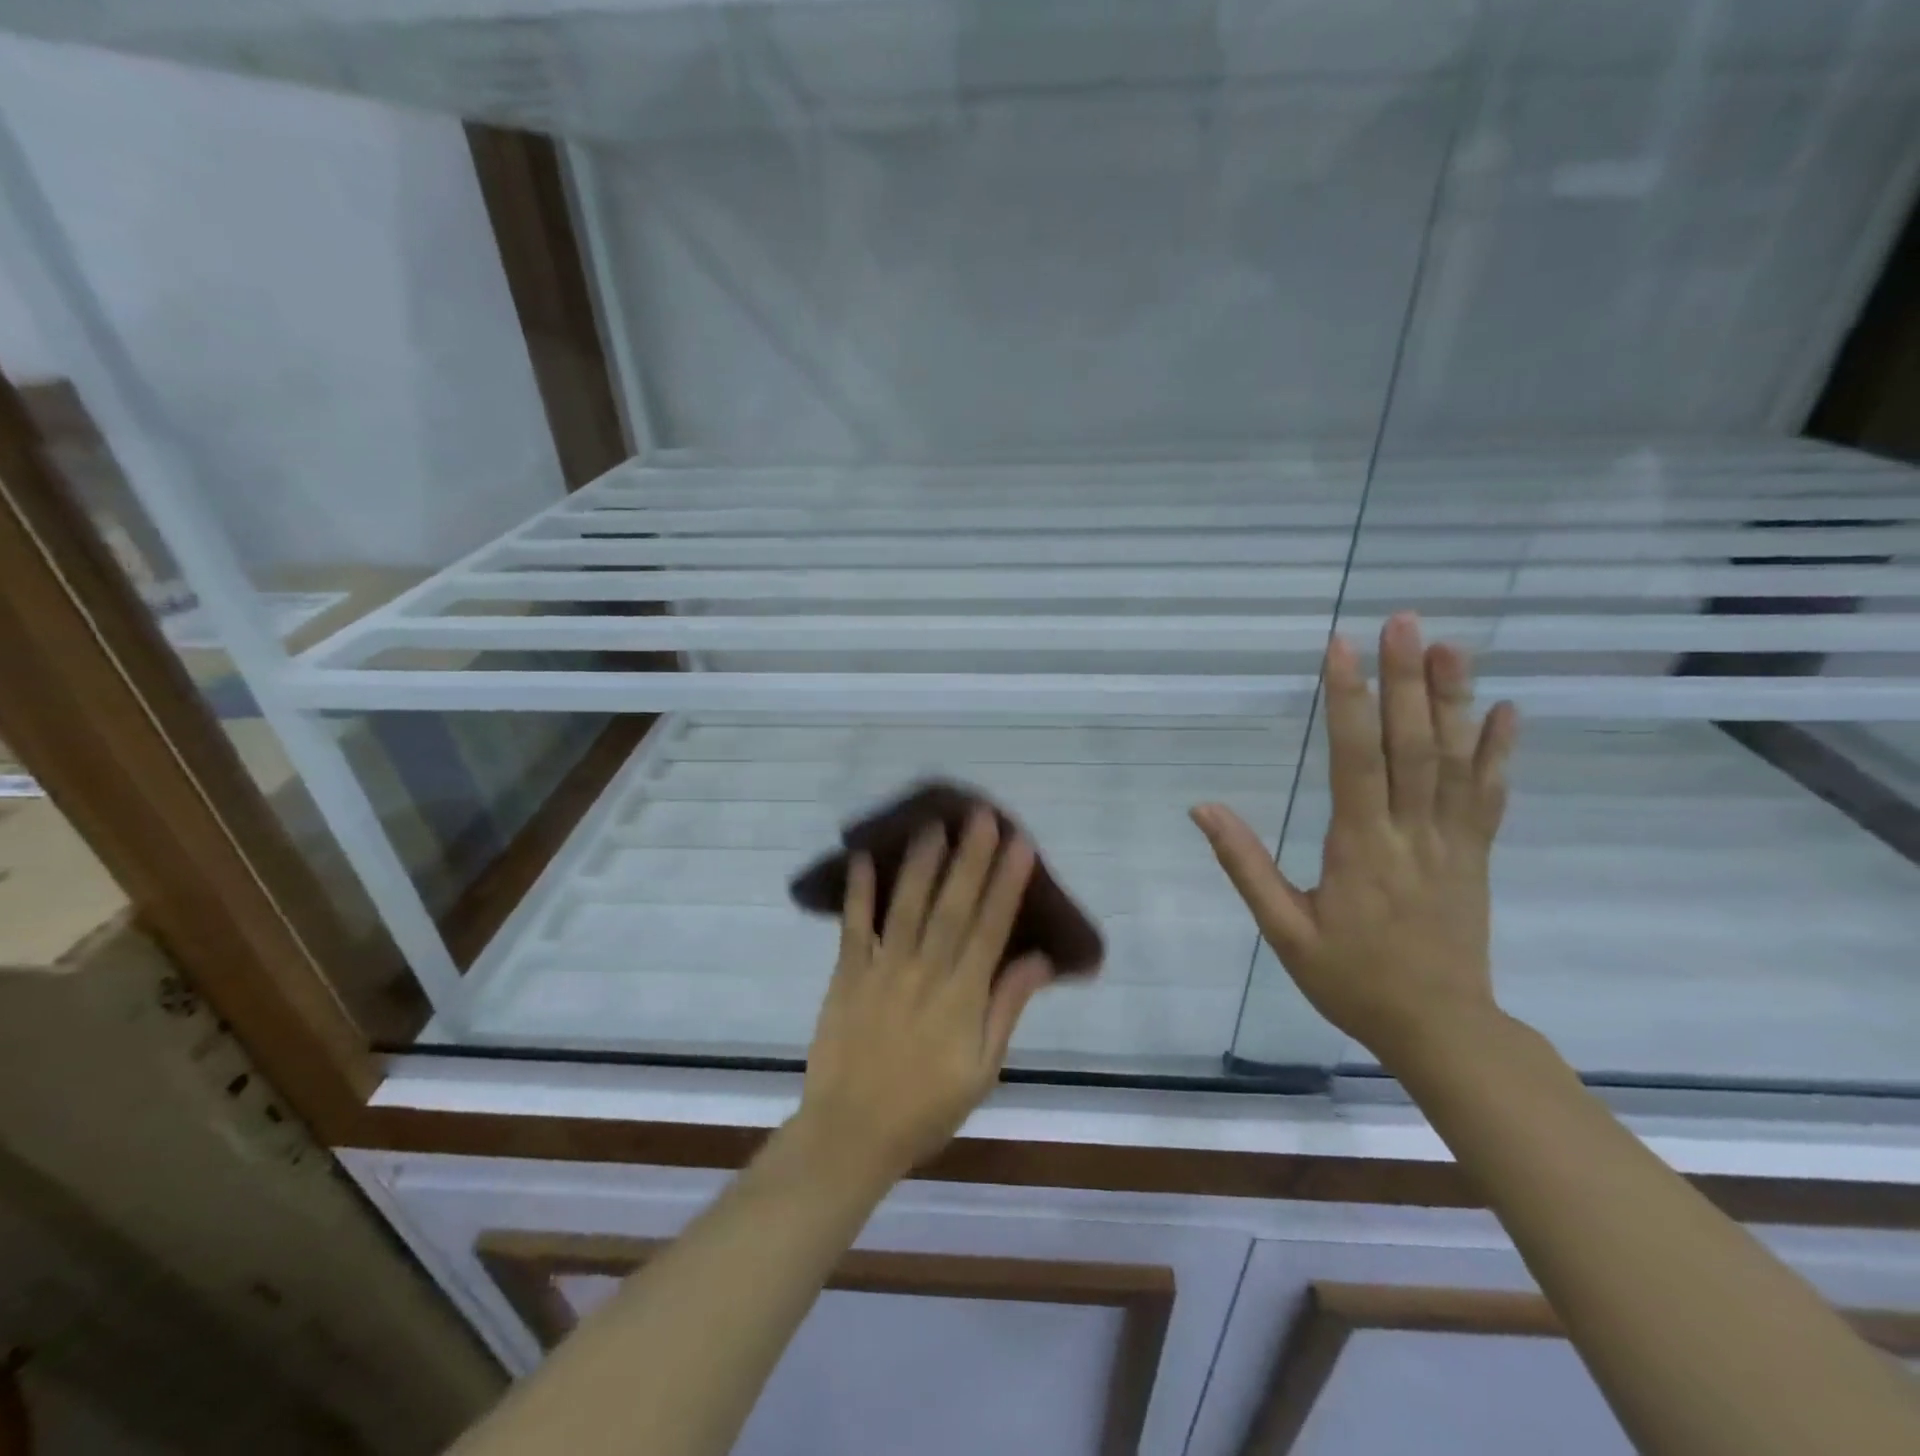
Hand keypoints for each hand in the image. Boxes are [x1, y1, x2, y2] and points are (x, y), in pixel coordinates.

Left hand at [796, 809, 1053, 1182]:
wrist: (852, 1134)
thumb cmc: (926, 1107)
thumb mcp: (982, 1069)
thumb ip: (1006, 1008)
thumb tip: (1041, 960)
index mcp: (962, 998)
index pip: (991, 929)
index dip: (1007, 885)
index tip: (1020, 844)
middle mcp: (925, 974)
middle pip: (953, 907)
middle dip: (970, 858)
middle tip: (982, 815)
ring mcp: (882, 971)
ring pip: (907, 907)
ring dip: (922, 864)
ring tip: (934, 824)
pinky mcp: (846, 975)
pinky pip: (854, 928)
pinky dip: (859, 892)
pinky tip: (864, 857)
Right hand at [1191, 612, 1518, 1068]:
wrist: (1441, 1028)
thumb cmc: (1351, 979)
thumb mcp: (1284, 931)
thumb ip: (1245, 865)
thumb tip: (1203, 809)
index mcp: (1360, 848)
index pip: (1354, 759)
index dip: (1347, 700)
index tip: (1340, 648)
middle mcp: (1413, 833)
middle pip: (1412, 746)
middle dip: (1404, 679)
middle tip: (1401, 622)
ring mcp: (1454, 842)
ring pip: (1456, 761)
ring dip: (1453, 699)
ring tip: (1449, 644)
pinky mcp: (1477, 855)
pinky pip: (1491, 796)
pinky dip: (1499, 751)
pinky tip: (1507, 710)